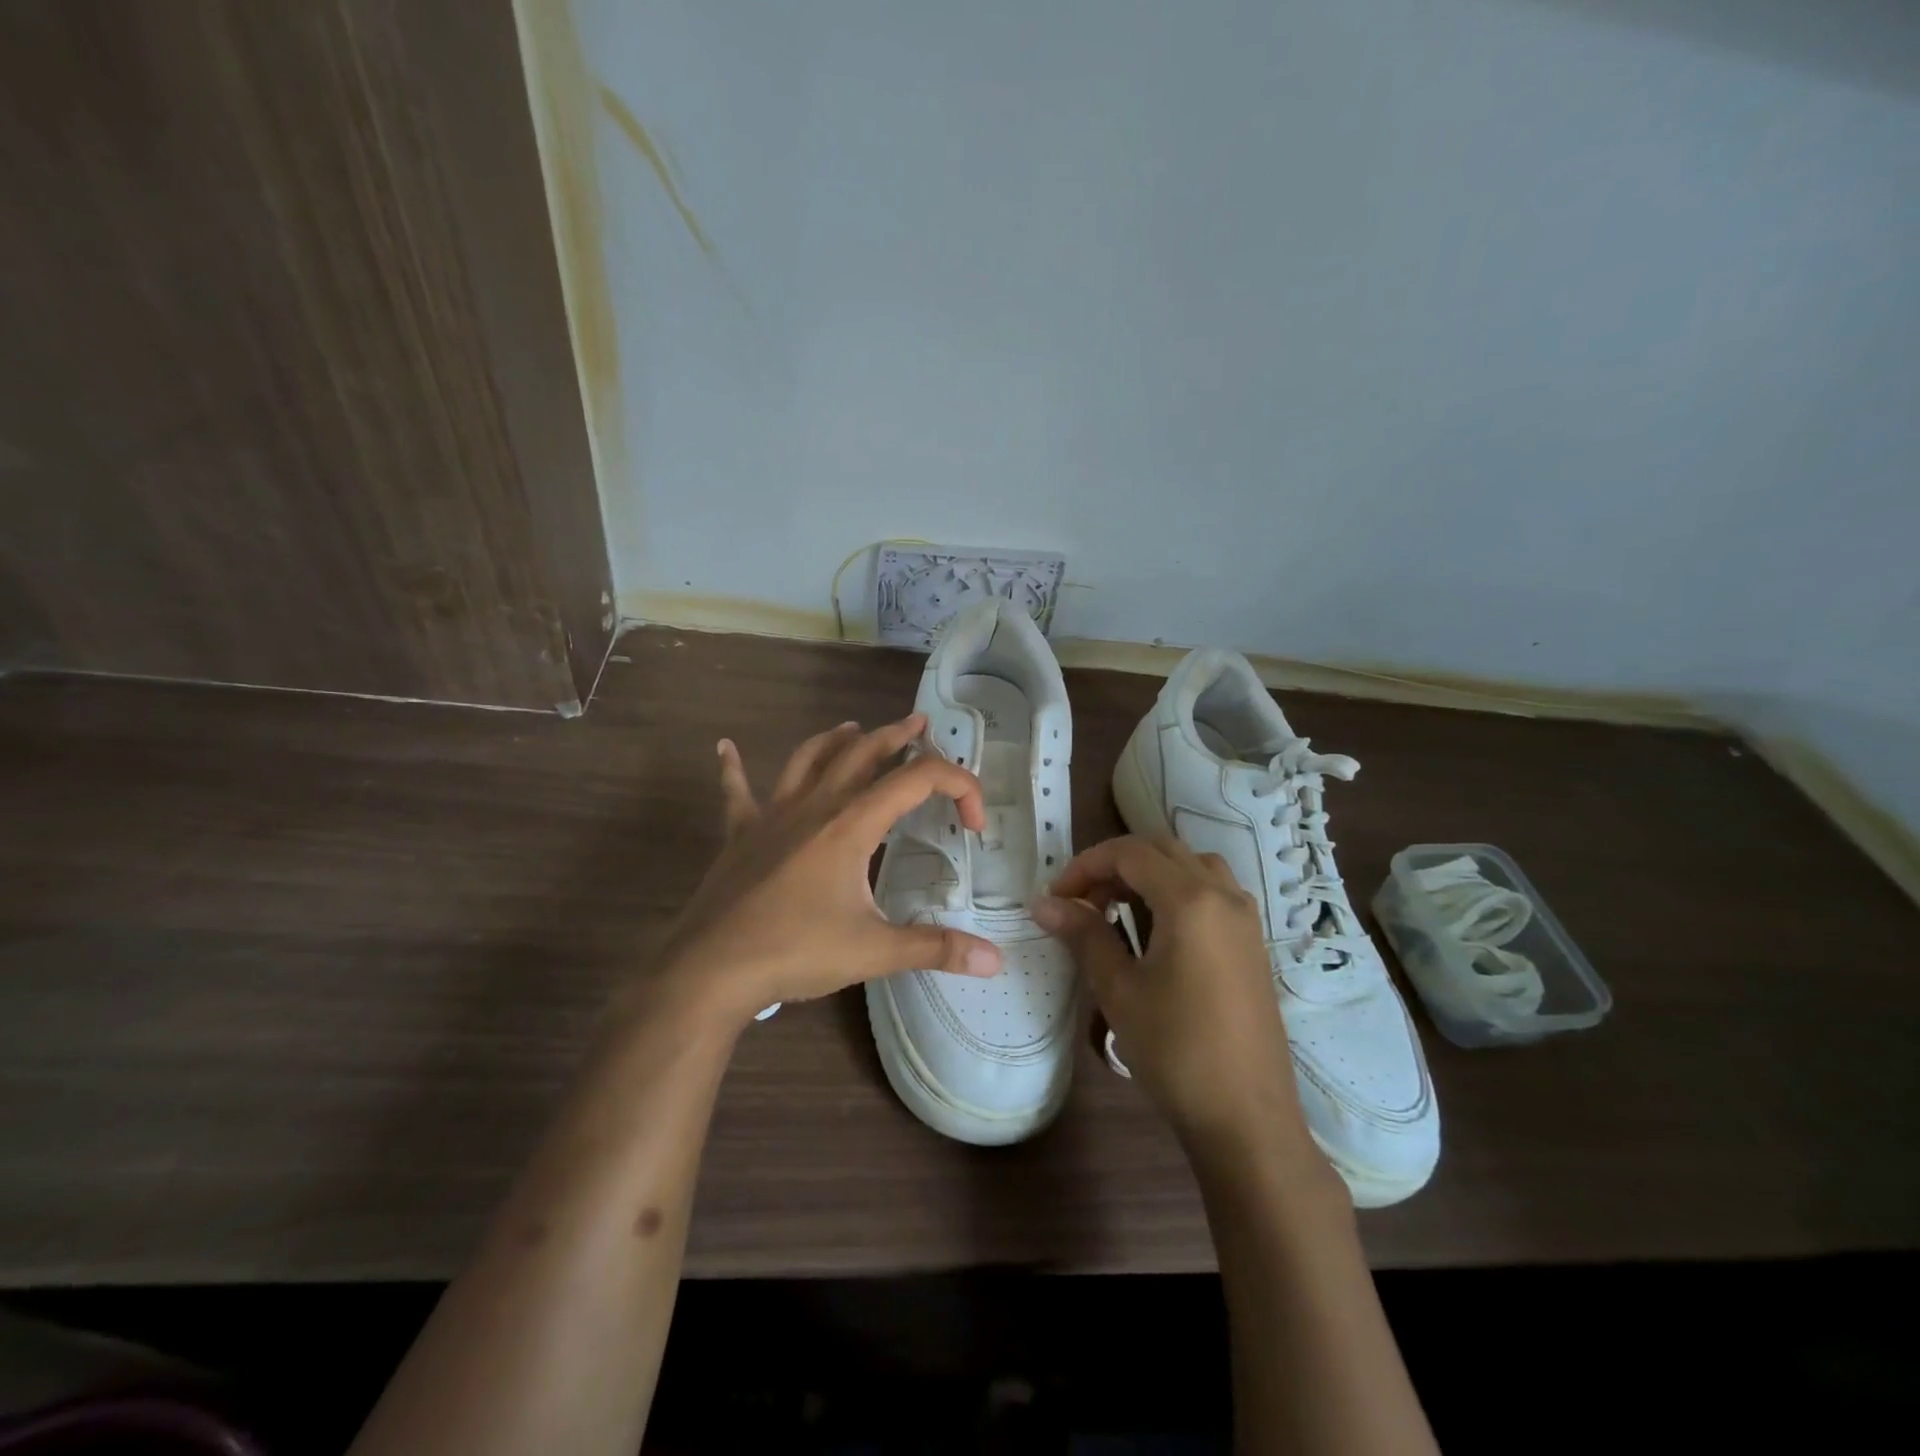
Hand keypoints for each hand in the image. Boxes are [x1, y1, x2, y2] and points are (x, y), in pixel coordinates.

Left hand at [642, 715, 1003, 1031]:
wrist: (710, 969)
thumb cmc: (795, 951)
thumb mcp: (873, 951)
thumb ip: (935, 948)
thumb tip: (995, 961)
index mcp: (851, 824)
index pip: (918, 781)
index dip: (958, 788)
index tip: (975, 824)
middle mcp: (814, 806)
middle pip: (862, 753)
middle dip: (896, 736)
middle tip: (919, 724)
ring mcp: (772, 815)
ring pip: (808, 759)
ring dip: (835, 740)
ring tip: (853, 728)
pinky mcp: (740, 834)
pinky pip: (737, 791)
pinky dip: (733, 768)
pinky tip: (725, 747)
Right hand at [1033, 835, 1313, 1153]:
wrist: (1247, 1116)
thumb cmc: (1176, 1050)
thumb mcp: (1119, 989)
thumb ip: (1084, 935)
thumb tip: (1044, 904)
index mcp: (1190, 900)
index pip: (1130, 853)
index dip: (1086, 865)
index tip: (1057, 897)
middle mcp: (1223, 895)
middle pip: (1161, 850)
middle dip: (1115, 866)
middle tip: (1083, 902)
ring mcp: (1244, 916)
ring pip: (1190, 865)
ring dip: (1148, 874)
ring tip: (1118, 910)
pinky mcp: (1252, 941)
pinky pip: (1211, 890)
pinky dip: (1176, 890)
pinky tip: (1157, 930)